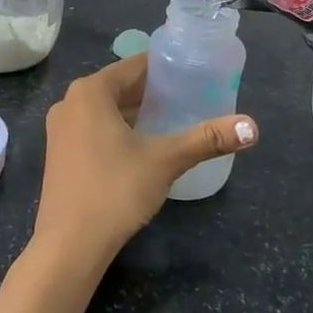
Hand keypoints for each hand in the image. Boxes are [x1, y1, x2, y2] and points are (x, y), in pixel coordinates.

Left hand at [34, 54, 256, 267]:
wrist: (69, 247)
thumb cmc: (115, 190)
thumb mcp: (166, 160)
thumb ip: (207, 139)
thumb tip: (252, 127)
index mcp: (91, 91)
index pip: (135, 65)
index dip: (166, 68)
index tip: (195, 73)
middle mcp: (70, 102)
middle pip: (120, 86)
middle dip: (154, 92)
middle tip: (190, 97)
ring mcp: (60, 130)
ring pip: (107, 109)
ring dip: (136, 112)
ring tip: (173, 119)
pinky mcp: (60, 155)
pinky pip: (94, 128)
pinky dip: (118, 130)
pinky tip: (143, 145)